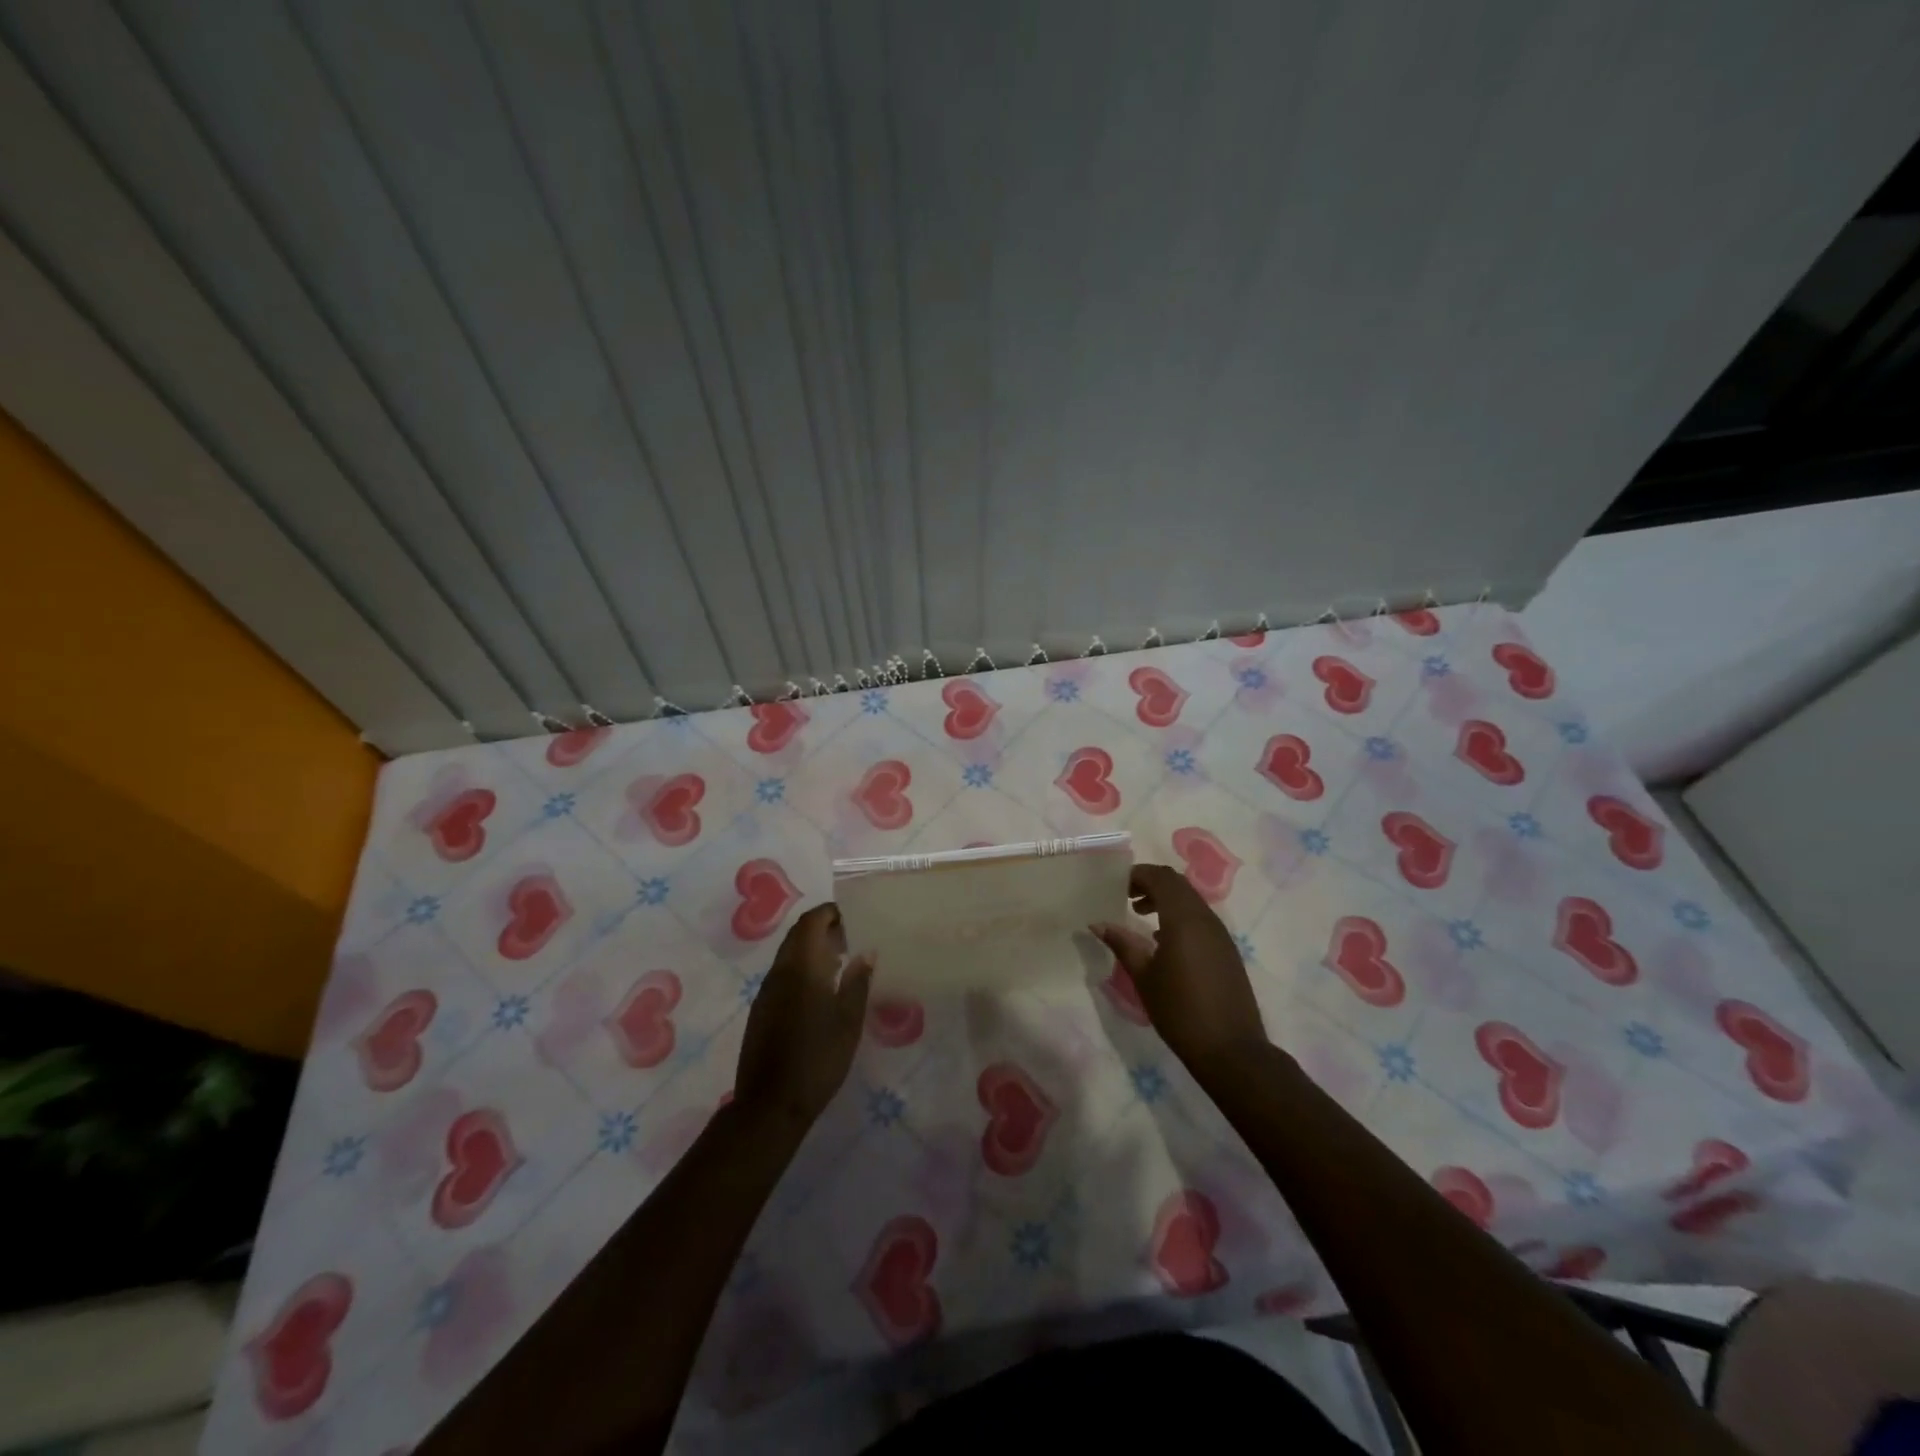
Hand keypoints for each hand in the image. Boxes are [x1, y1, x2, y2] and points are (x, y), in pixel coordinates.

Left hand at [735, 904, 874, 1129]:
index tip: (852, 915)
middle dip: (821, 927)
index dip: (829, 913)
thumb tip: (867, 953)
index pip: (810, 922)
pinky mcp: (761, 1010)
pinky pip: (782, 974)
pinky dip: (802, 967)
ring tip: (840, 959)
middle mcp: (779, 972)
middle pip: (797, 935)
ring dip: (811, 947)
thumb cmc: (818, 1058)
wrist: (770, 1104)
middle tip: (849, 935)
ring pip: (788, 954)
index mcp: (801, 968)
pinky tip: (820, 988)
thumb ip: (858, 982)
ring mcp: (766, 991)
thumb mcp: (848, 1021)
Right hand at [1092, 864, 1267, 1070]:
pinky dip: (1179, 916)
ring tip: (1140, 915)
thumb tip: (1097, 923)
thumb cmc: (1180, 1011)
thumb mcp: (1144, 977)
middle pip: (1177, 885)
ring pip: (1190, 900)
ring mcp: (1220, 934)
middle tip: (1125, 896)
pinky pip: (1200, 918)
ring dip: (1166, 899)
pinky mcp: (1226, 950)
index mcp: (1184, 920)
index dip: (1138, 875)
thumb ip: (1122, 944)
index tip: (1116, 885)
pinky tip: (1162, 940)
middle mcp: (1205, 919)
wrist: (1231, 1050)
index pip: (1161, 878)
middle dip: (1151, 883)